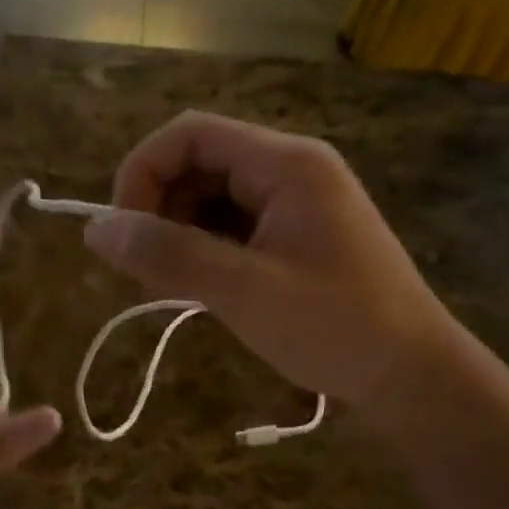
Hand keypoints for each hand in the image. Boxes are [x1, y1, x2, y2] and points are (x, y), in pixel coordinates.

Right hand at [85, 111, 455, 406]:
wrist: (413, 374)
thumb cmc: (336, 328)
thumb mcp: (244, 291)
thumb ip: (169, 254)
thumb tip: (95, 229)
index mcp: (286, 164)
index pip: (190, 134)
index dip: (142, 173)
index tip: (122, 233)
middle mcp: (291, 170)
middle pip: (199, 162)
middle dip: (159, 209)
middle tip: (145, 271)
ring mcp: (296, 203)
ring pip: (212, 197)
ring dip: (179, 233)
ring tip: (170, 286)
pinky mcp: (296, 235)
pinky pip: (234, 226)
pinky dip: (205, 250)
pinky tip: (202, 289)